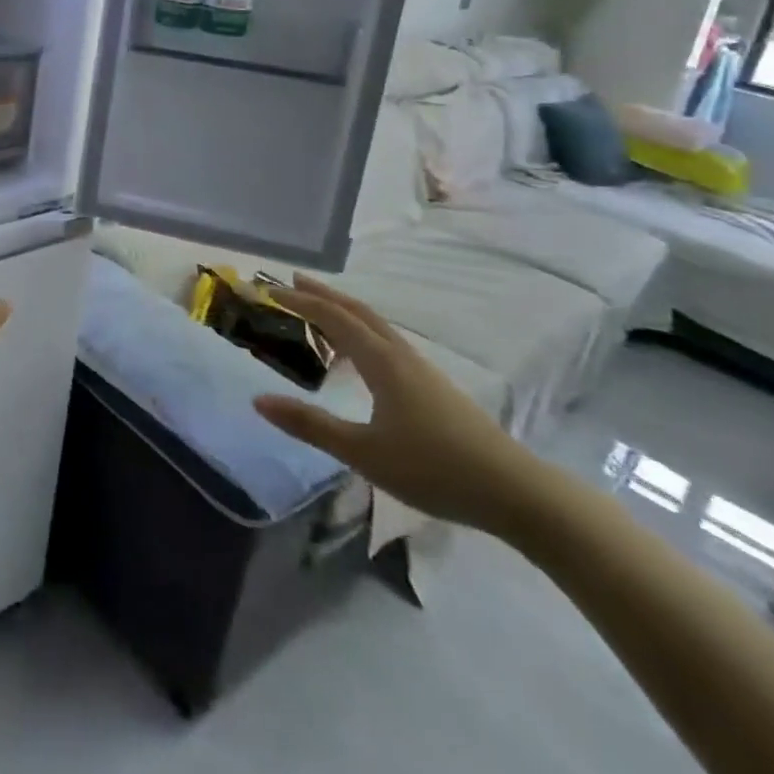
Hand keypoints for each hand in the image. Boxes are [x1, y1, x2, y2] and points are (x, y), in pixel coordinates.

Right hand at [253, 275, 551, 534]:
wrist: (515, 492)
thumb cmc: (433, 469)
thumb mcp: (362, 452)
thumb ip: (310, 425)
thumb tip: (258, 401)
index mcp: (381, 361)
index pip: (333, 318)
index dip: (300, 301)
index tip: (269, 290)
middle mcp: (401, 355)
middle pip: (358, 311)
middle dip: (324, 294)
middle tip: (292, 282)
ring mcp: (422, 369)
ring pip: (376, 326)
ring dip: (345, 312)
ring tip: (320, 314)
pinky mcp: (435, 386)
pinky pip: (388, 343)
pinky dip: (362, 333)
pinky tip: (361, 357)